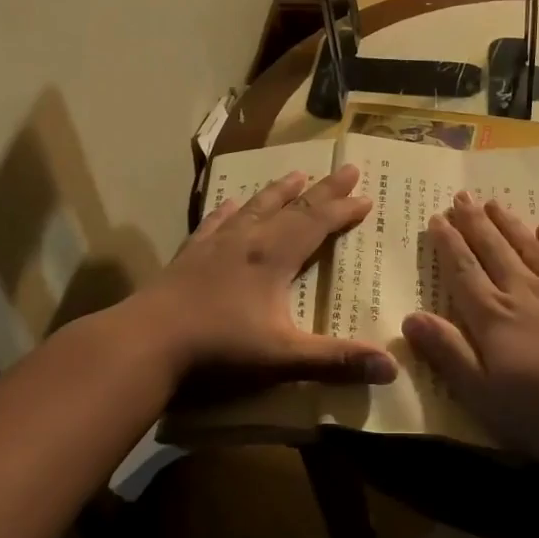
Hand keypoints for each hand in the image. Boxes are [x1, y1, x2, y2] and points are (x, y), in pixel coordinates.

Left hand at [134, 164, 398, 389]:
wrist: (147, 341)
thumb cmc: (219, 348)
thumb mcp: (283, 357)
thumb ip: (335, 360)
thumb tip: (391, 367)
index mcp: (274, 257)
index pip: (317, 223)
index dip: (343, 210)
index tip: (366, 197)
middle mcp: (248, 240)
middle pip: (292, 207)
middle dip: (322, 190)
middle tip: (346, 170)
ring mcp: (215, 245)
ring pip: (254, 207)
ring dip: (278, 191)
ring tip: (295, 174)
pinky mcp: (189, 255)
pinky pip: (214, 223)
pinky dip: (228, 211)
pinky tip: (229, 204)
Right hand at [402, 193, 538, 465]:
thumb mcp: (484, 395)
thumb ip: (448, 353)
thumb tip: (410, 317)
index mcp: (493, 317)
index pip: (463, 271)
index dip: (448, 244)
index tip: (436, 218)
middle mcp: (523, 292)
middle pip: (493, 249)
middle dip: (474, 223)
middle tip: (461, 195)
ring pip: (526, 246)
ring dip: (507, 223)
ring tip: (493, 202)